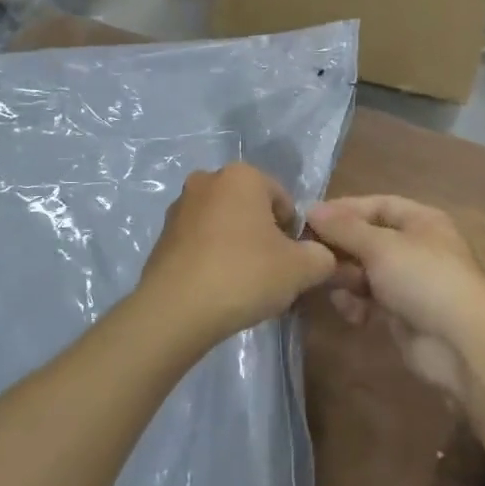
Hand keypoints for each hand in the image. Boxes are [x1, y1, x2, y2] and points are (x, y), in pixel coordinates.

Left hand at [137, 164, 336, 348]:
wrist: (176, 310)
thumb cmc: (245, 275)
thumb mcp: (302, 269)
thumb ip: (322, 256)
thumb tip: (322, 256)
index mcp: (242, 175)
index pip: (283, 200)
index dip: (293, 233)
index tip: (291, 262)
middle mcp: (207, 180)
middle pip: (251, 209)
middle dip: (263, 236)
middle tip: (270, 273)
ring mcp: (179, 207)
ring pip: (224, 225)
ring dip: (237, 246)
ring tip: (243, 284)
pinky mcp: (162, 236)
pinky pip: (200, 242)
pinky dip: (212, 258)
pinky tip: (217, 288)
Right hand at [304, 196, 484, 403]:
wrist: (461, 343)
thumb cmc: (423, 278)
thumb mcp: (380, 245)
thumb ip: (344, 228)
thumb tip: (311, 209)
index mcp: (420, 221)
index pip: (376, 205)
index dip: (344, 209)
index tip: (308, 219)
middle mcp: (416, 247)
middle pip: (368, 239)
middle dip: (341, 248)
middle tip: (310, 256)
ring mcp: (409, 282)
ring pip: (365, 272)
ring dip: (345, 278)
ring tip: (331, 285)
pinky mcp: (402, 314)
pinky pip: (370, 301)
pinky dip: (357, 304)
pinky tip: (352, 313)